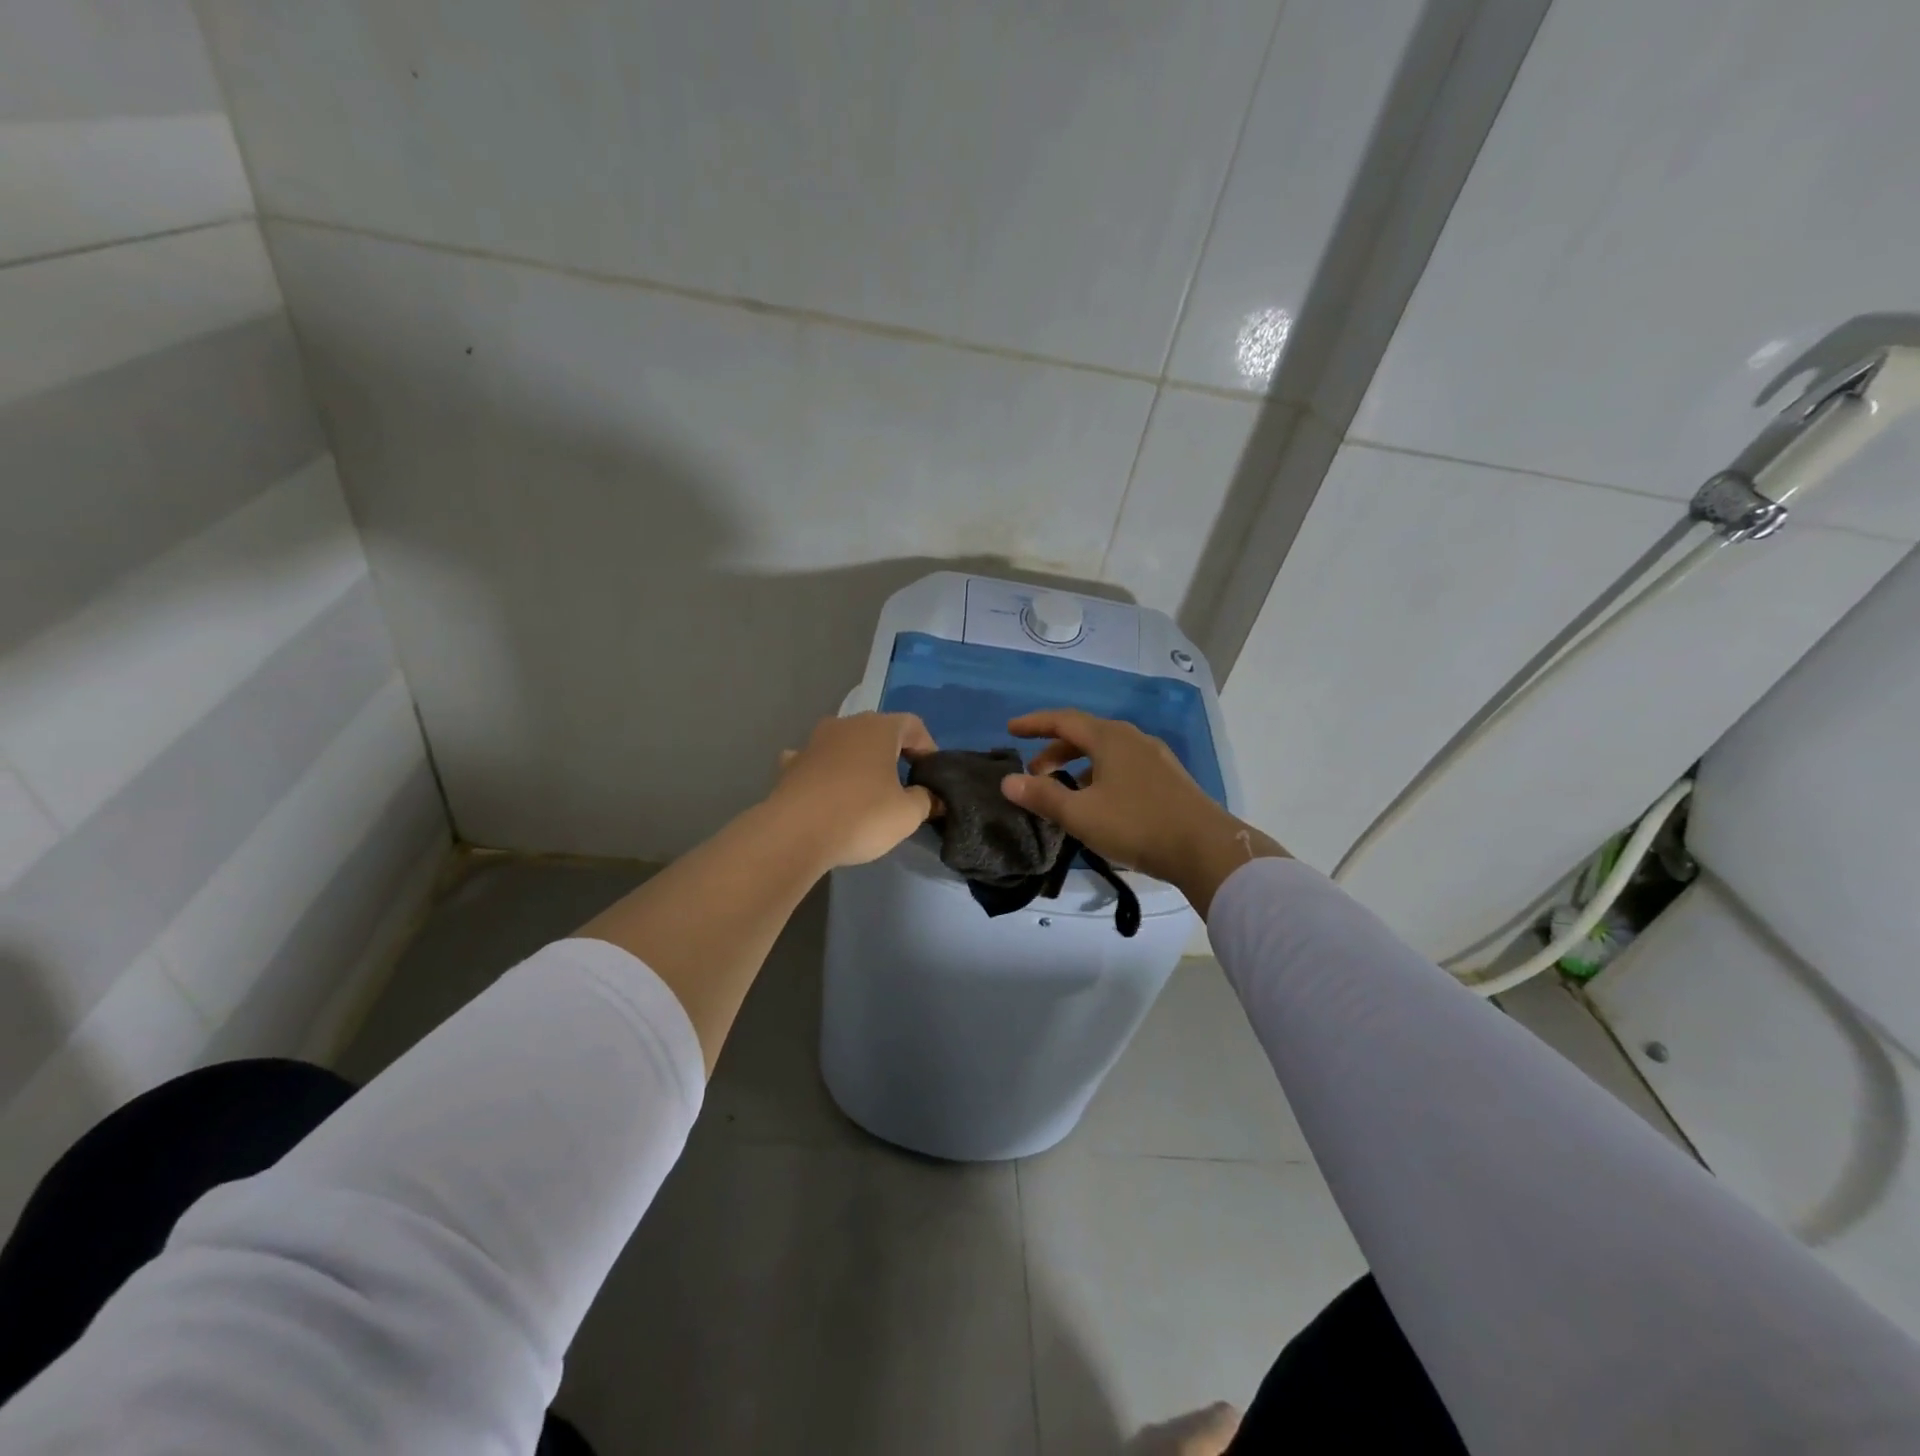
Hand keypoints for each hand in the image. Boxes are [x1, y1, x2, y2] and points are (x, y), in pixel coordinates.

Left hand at [767, 712, 937, 868]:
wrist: (795, 834)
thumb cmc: (861, 816)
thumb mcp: (908, 814)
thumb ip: (926, 800)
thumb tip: (932, 797)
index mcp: (879, 728)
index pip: (913, 724)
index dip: (927, 747)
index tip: (930, 775)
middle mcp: (845, 725)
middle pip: (878, 731)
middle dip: (892, 753)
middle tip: (902, 784)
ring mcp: (813, 742)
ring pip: (844, 744)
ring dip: (857, 760)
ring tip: (865, 789)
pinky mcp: (790, 765)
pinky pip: (815, 761)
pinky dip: (824, 771)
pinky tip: (826, 791)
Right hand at [1001, 708, 1286, 914]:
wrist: (1205, 848)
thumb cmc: (1136, 825)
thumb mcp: (1081, 814)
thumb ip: (1043, 796)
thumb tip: (1008, 781)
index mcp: (1109, 738)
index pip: (1063, 720)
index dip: (1034, 723)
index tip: (1010, 729)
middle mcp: (1133, 739)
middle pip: (1085, 734)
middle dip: (1055, 750)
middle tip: (1035, 773)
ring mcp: (1155, 757)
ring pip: (1106, 752)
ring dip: (1078, 765)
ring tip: (1064, 791)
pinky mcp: (1168, 778)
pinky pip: (1124, 766)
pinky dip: (1101, 775)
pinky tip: (1100, 802)